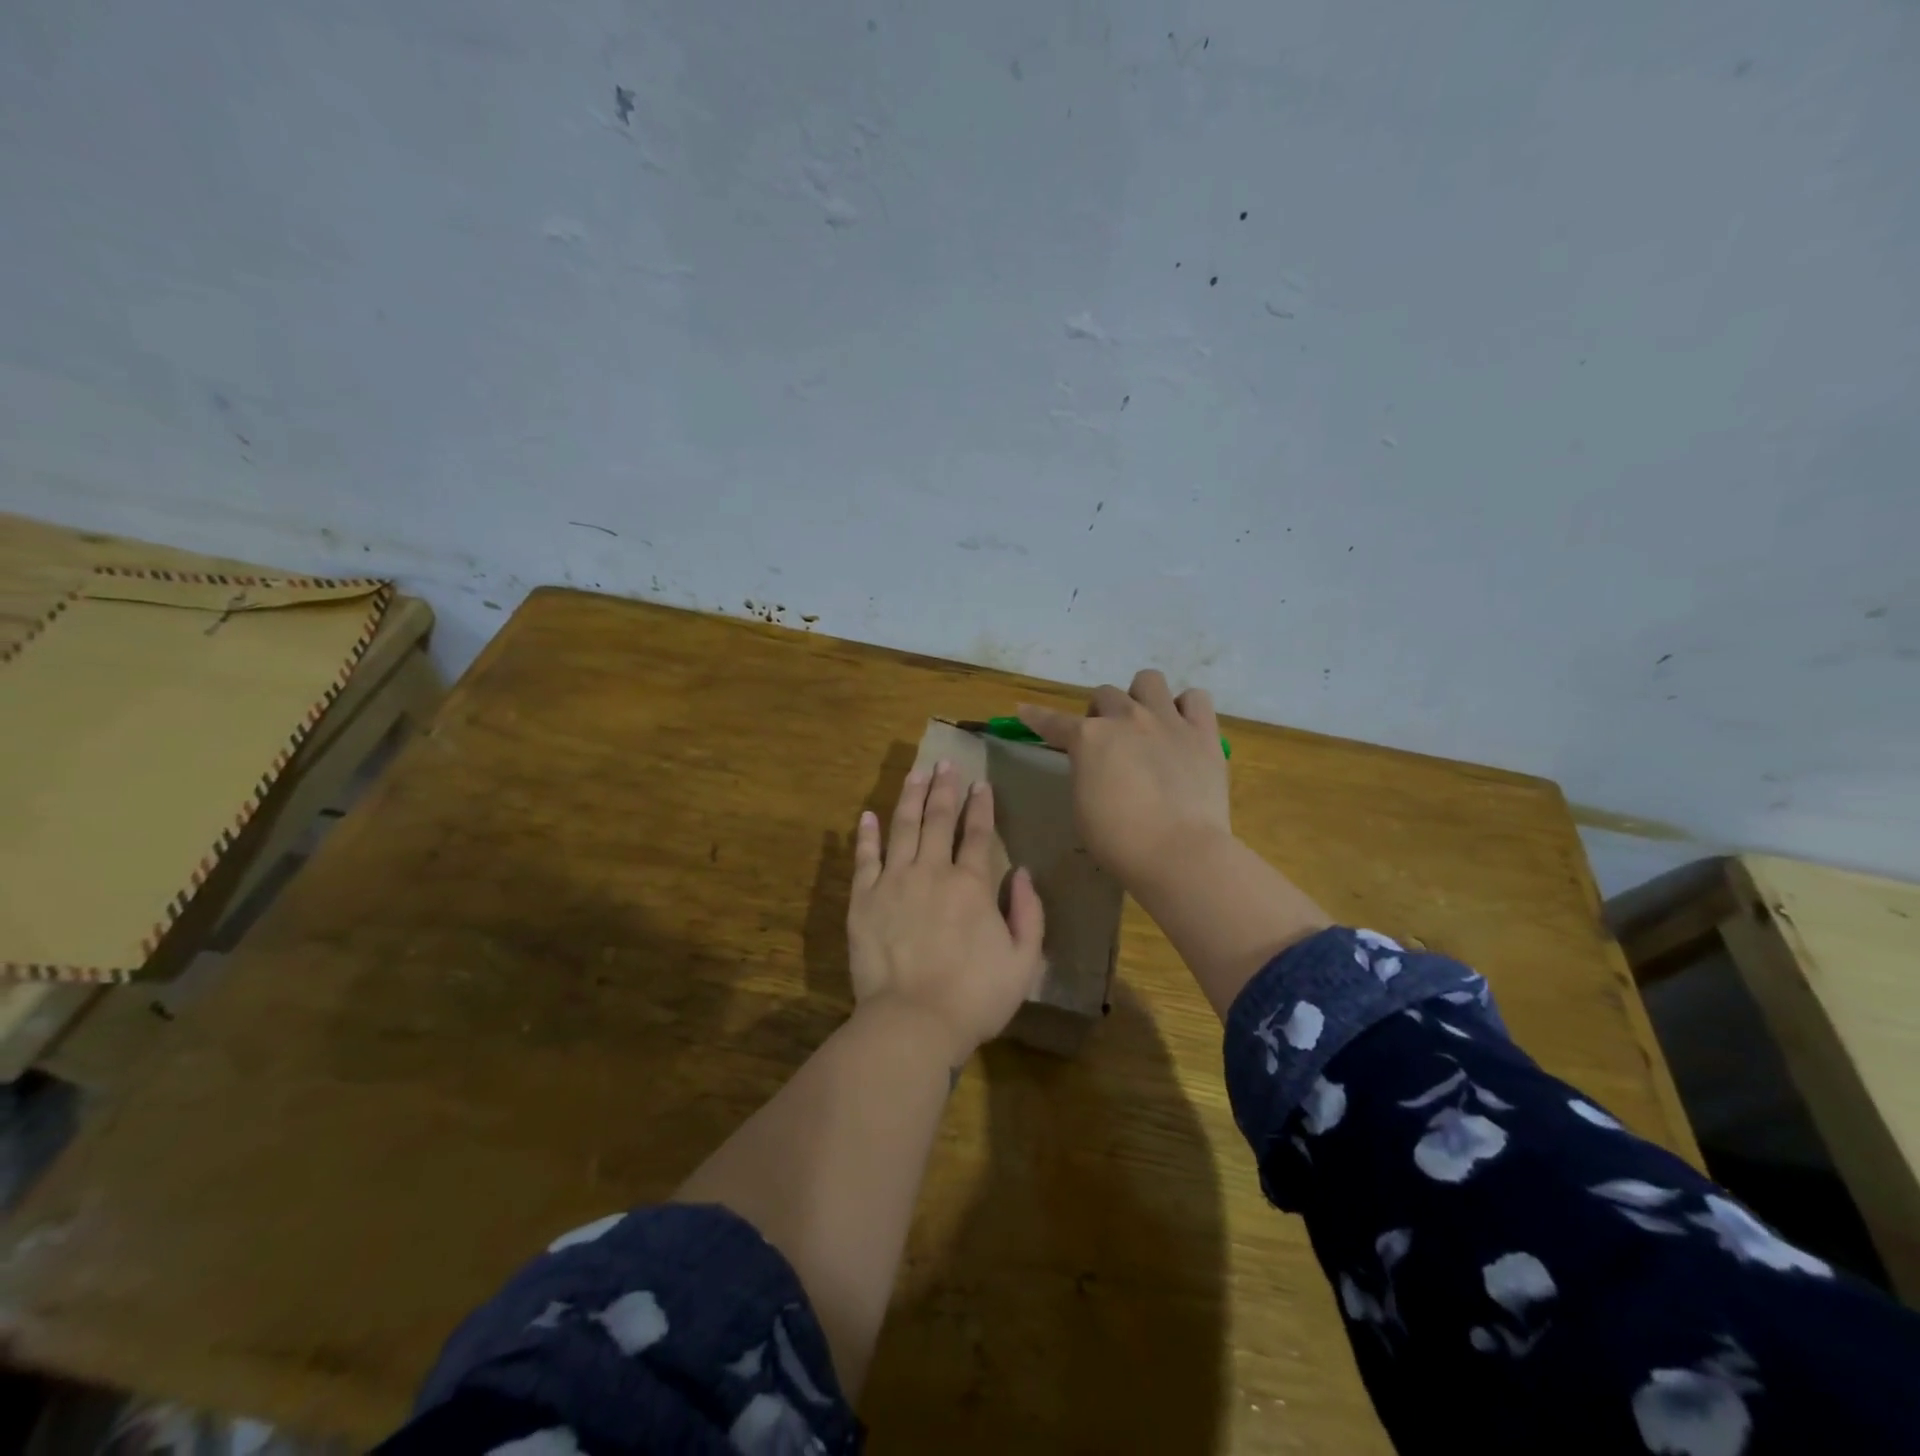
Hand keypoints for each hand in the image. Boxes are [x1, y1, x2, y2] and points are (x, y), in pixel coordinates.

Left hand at [847, 760, 1045, 1064]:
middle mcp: (932, 871)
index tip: (980, 783)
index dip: (980, 805)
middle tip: (945, 763)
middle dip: (944, 788)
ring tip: (916, 772)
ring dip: (910, 796)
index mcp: (971, 884)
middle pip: (938, 819)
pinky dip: (867, 834)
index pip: (978, 833)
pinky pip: (865, 858)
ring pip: (903, 827)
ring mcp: (893, 882)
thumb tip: (1024, 873)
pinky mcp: (863, 899)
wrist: (913, 1021)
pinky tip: (869, 815)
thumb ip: (1029, 913)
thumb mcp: (1024, 961)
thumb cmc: (975, 996)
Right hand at [1018, 669, 1231, 891]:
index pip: (1054, 722)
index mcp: (1089, 738)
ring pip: (1149, 680)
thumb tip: (1095, 763)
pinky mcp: (1203, 733)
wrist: (1179, 851)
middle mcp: (1126, 718)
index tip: (1024, 710)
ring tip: (1145, 723)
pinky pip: (1195, 698)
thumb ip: (1085, 772)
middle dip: (1100, 713)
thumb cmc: (1118, 840)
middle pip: (1104, 695)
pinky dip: (1185, 708)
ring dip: (1140, 697)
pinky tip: (1182, 728)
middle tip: (1106, 740)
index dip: (1036, 717)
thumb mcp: (1082, 806)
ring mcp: (1168, 721)